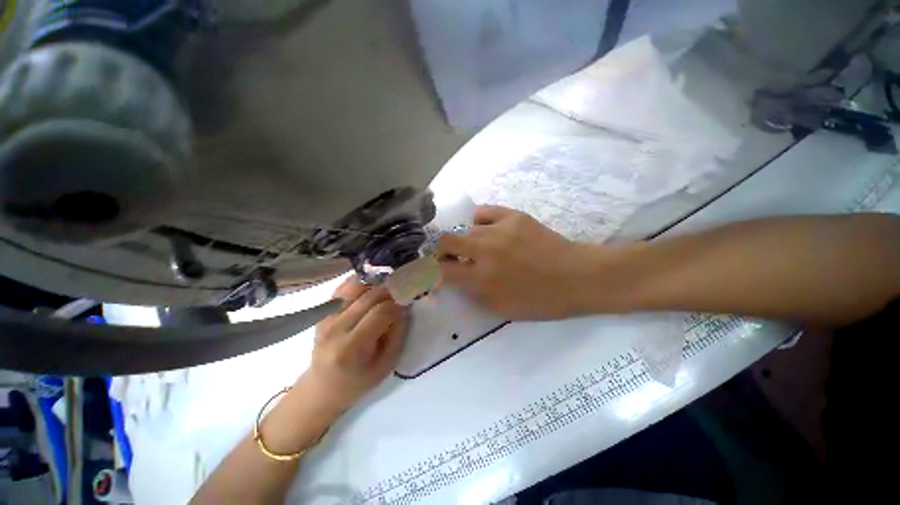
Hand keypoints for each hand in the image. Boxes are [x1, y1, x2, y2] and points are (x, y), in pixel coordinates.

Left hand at [302, 277, 407, 414]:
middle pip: (370, 296)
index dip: (398, 306)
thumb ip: (398, 334)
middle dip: (390, 293)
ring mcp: (326, 317)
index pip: (381, 312)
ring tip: (386, 293)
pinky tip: (370, 289)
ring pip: (356, 286)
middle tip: (400, 297)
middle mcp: (336, 327)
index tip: (406, 307)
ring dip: (376, 285)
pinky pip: (344, 287)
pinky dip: (361, 283)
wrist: (324, 386)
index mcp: (352, 347)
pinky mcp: (323, 311)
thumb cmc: (359, 380)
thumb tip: (404, 307)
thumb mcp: (387, 364)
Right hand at [437, 206, 601, 319]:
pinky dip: (480, 222)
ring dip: (467, 241)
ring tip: (481, 247)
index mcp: (482, 279)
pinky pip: (483, 212)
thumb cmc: (541, 300)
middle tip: (452, 257)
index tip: (442, 272)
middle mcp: (485, 251)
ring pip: (465, 229)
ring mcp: (499, 230)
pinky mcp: (513, 216)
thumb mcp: (502, 309)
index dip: (438, 272)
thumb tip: (457, 279)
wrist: (577, 277)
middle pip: (446, 242)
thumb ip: (474, 294)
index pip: (443, 271)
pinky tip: (488, 230)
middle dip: (443, 251)